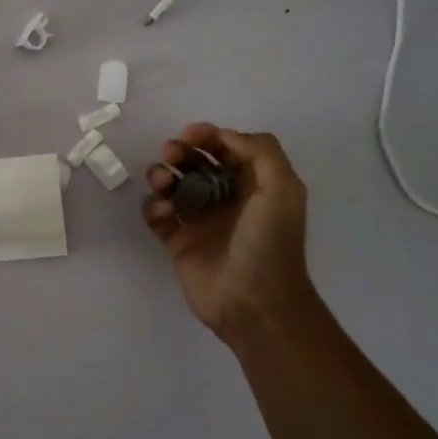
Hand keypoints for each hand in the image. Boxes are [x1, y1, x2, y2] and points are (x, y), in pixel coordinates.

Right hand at [143, 124, 319, 347]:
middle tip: (170, 155)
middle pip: (195, 162)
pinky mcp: (177, 241)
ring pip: (171, 185)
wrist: (254, 304)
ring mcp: (199, 220)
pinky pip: (157, 214)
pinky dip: (154, 207)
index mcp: (252, 185)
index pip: (226, 149)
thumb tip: (224, 136)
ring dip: (161, 175)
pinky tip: (164, 213)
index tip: (190, 134)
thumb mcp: (282, 190)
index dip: (208, 136)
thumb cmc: (270, 244)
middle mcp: (225, 198)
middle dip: (180, 152)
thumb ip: (261, 152)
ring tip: (161, 183)